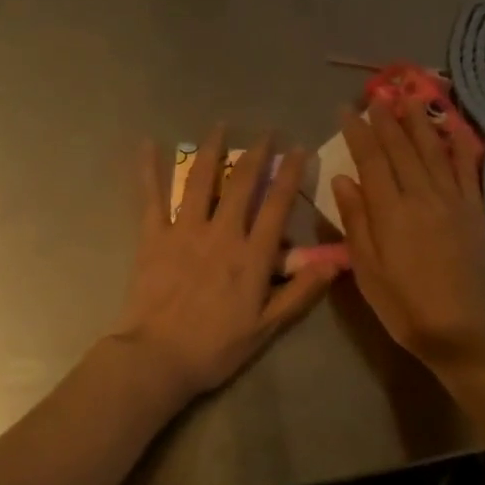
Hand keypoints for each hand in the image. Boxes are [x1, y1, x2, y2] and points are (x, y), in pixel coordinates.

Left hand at [112, 127, 338, 404]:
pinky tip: (147, 145)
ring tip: (220, 126)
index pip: (276, 205)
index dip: (289, 174)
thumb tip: (336, 263)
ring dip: (212, 150)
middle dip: (256, 154)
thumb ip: (300, 292)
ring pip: (200, 181)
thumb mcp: (267, 327)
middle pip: (241, 184)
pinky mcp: (153, 237)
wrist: (158, 358)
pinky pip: (152, 197)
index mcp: (251, 256)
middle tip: (265, 132)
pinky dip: (150, 170)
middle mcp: (221, 233)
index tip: (298, 150)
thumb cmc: (216, 347)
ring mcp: (184, 231)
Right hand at [331, 103, 484, 385]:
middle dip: (387, 120)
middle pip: (402, 148)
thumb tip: (343, 178)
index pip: (371, 159)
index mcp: (390, 211)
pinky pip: (468, 169)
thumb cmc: (406, 307)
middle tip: (377, 96)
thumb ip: (356, 221)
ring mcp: (454, 200)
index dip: (358, 132)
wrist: (466, 330)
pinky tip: (452, 128)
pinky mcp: (477, 210)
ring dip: (420, 122)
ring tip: (409, 97)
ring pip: (433, 151)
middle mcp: (422, 196)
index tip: (347, 110)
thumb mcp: (368, 271)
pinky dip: (459, 146)